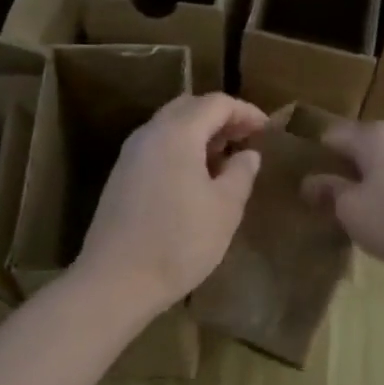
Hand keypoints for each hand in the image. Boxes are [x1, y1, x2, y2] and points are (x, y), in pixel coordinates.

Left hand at [76, 92, 267, 315]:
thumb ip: (241, 173)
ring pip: (168, 127)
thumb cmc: (180, 242)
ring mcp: (129, 156)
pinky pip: (156, 148)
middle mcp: (148, 134)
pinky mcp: (120, 178)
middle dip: (220, 117)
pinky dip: (180, 150)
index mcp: (176, 133)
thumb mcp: (225, 209)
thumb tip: (247, 154)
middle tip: (245, 139)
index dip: (245, 111)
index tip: (267, 129)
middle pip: (188, 107)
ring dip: (198, 134)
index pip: (215, 103)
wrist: (117, 281)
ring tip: (224, 160)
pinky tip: (195, 179)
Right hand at [303, 121, 383, 281]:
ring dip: (377, 174)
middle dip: (349, 164)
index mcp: (374, 135)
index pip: (334, 134)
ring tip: (367, 203)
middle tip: (335, 193)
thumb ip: (329, 191)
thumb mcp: (352, 211)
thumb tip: (311, 181)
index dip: (317, 153)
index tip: (308, 176)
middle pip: (365, 143)